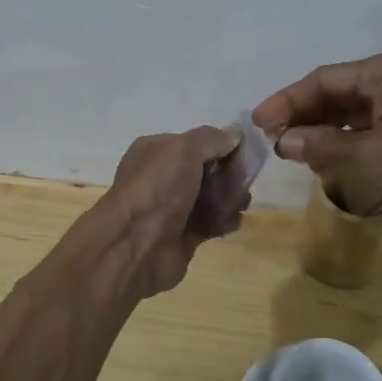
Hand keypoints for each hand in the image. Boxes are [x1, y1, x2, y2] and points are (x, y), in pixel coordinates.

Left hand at [84, 126, 240, 301]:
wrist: (136, 245)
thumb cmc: (157, 188)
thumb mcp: (183, 149)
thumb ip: (211, 139)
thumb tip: (234, 134)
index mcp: (155, 151)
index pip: (193, 142)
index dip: (219, 144)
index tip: (243, 150)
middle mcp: (162, 177)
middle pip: (204, 169)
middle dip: (228, 172)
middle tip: (246, 179)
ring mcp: (172, 208)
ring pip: (210, 196)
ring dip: (230, 197)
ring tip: (242, 201)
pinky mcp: (183, 235)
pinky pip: (210, 222)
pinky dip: (225, 220)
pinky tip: (235, 219)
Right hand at [253, 48, 381, 218]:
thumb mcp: (374, 156)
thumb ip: (325, 147)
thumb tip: (284, 143)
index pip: (324, 80)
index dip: (287, 100)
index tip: (258, 121)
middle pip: (336, 92)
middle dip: (303, 115)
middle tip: (271, 139)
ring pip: (351, 110)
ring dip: (322, 129)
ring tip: (291, 149)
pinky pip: (368, 124)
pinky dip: (344, 139)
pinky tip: (324, 155)